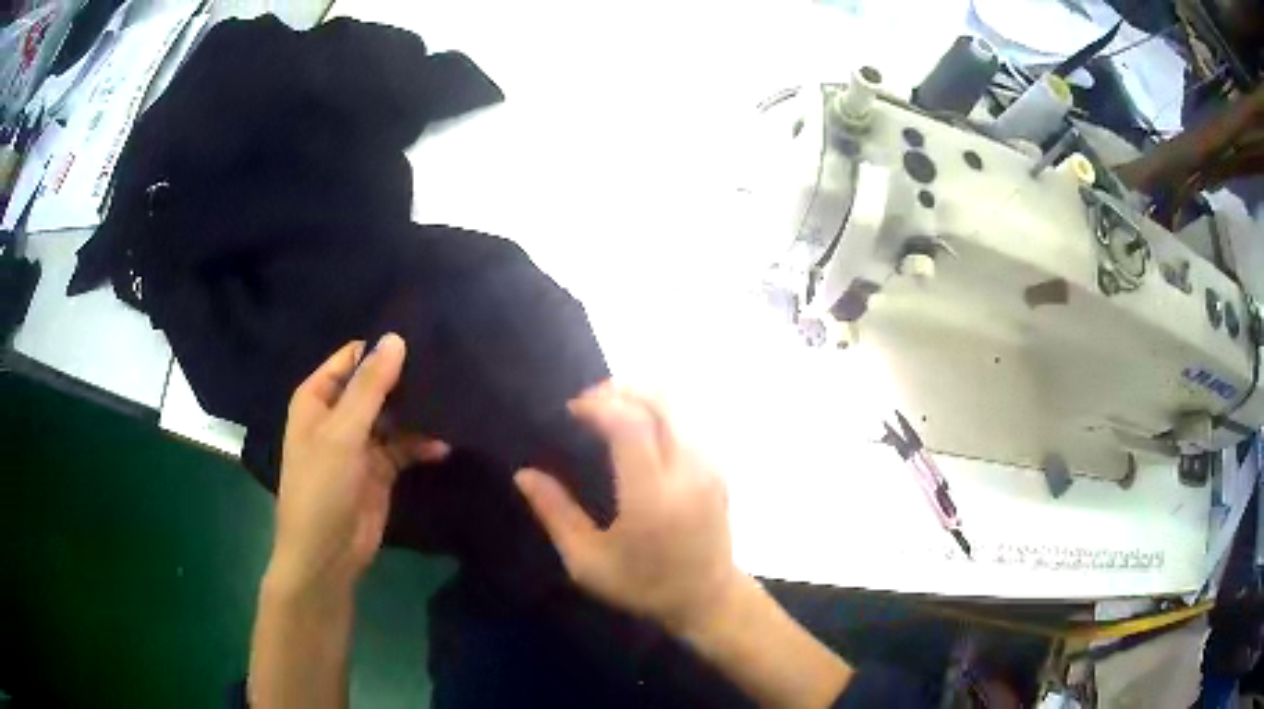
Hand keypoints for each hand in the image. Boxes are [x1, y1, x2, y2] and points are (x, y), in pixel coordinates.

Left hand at [267, 334, 448, 594]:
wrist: (327, 555)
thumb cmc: (321, 488)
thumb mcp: (342, 434)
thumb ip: (369, 388)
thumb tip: (396, 338)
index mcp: (318, 398)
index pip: (353, 358)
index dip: (382, 350)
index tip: (423, 340)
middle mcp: (338, 415)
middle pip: (375, 385)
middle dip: (406, 379)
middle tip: (448, 366)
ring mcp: (360, 443)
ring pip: (394, 415)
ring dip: (418, 412)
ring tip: (454, 401)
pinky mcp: (381, 470)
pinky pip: (405, 447)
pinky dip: (422, 445)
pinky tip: (445, 444)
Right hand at [514, 384, 741, 633]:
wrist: (708, 598)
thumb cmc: (643, 586)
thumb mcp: (588, 562)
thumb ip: (555, 513)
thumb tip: (524, 474)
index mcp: (652, 496)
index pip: (631, 424)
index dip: (598, 405)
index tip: (571, 410)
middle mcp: (688, 470)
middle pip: (662, 400)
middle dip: (622, 387)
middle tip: (589, 402)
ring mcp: (710, 466)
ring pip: (680, 404)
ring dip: (642, 396)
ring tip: (610, 412)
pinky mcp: (719, 468)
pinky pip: (689, 420)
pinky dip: (660, 411)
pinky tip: (637, 430)